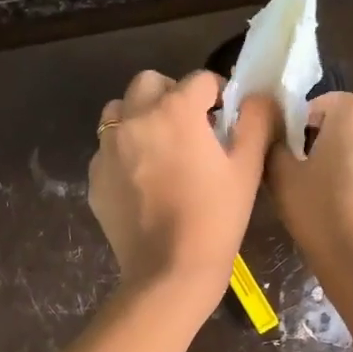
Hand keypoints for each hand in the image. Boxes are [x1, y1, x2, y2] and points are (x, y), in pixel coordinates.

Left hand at [89, 70, 275, 311]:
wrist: (169, 271)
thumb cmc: (215, 219)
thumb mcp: (247, 168)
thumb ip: (256, 122)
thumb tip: (256, 98)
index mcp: (175, 111)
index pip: (200, 80)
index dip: (218, 95)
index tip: (225, 118)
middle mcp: (134, 119)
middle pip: (149, 83)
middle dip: (171, 95)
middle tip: (189, 126)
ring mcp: (108, 149)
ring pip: (119, 111)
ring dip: (139, 117)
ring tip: (158, 148)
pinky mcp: (95, 178)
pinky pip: (107, 151)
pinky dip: (123, 154)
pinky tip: (141, 183)